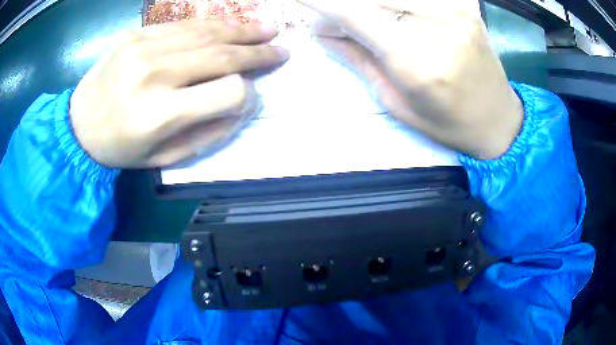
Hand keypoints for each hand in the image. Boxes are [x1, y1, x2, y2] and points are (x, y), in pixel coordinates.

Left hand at [70, 19, 288, 167]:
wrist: (78, 125)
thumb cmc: (121, 148)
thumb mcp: (164, 158)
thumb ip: (208, 133)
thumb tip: (244, 104)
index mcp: (160, 114)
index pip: (228, 92)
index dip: (247, 94)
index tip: (252, 94)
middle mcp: (154, 74)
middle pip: (222, 54)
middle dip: (258, 52)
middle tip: (281, 49)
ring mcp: (143, 47)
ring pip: (207, 31)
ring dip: (242, 30)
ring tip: (267, 29)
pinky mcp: (137, 33)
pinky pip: (184, 24)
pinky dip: (213, 24)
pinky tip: (230, 25)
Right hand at [300, 0, 522, 159]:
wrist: (498, 120)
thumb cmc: (447, 123)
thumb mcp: (396, 101)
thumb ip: (358, 58)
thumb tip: (322, 30)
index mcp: (416, 59)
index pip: (354, 13)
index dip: (321, 2)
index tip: (299, 0)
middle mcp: (436, 24)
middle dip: (343, 4)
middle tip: (333, 19)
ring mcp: (454, 10)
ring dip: (370, 3)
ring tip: (363, 20)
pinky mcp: (463, 5)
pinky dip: (395, 2)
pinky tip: (390, 13)